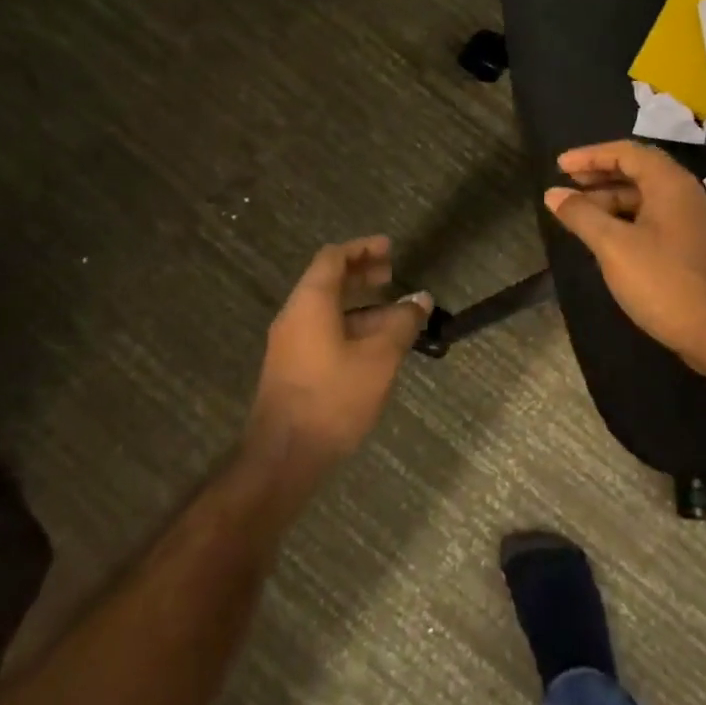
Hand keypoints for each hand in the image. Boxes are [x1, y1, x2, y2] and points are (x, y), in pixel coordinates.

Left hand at [249, 236, 430, 470]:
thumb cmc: (333, 398)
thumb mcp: (379, 358)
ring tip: (396, 315)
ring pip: (328, 310)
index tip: (390, 249)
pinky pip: (324, 332)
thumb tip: (421, 299)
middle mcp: (295, 316)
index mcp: (311, 302)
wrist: (284, 456)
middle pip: (328, 280)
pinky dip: (351, 327)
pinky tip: (377, 346)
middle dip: (362, 273)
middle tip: (393, 273)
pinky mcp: (294, 368)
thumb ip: (402, 323)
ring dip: (361, 305)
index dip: (363, 248)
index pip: (333, 258)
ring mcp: (291, 344)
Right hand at [544, 140, 705, 371]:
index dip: (590, 155)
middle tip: (566, 185)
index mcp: (670, 183)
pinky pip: (652, 218)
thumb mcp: (614, 246)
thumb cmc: (664, 282)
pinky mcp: (691, 246)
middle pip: (637, 171)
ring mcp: (691, 221)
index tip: (559, 166)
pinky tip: (605, 237)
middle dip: (599, 175)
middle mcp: (684, 194)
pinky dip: (625, 219)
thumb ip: (582, 215)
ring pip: (645, 197)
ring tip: (578, 214)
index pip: (626, 152)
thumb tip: (553, 194)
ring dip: (610, 199)